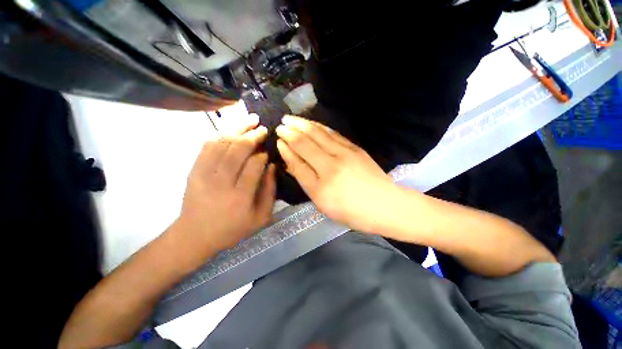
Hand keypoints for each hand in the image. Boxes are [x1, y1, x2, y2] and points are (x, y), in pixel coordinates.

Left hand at [176, 112, 275, 255]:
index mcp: (240, 196)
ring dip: (238, 128)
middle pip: (237, 149)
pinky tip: (231, 128)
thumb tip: (272, 167)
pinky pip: (208, 145)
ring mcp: (204, 174)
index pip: (254, 165)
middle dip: (252, 135)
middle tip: (263, 128)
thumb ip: (270, 191)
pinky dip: (221, 133)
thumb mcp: (261, 217)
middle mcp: (221, 182)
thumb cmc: (233, 229)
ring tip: (250, 119)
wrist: (195, 235)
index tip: (268, 151)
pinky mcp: (194, 170)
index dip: (263, 154)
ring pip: (222, 143)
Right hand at [276, 115, 398, 232]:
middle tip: (280, 123)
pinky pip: (333, 134)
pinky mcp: (355, 148)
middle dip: (291, 131)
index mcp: (321, 185)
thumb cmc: (352, 211)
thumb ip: (307, 182)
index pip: (298, 161)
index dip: (287, 149)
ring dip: (303, 124)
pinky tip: (313, 123)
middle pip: (307, 143)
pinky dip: (320, 127)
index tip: (278, 140)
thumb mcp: (324, 204)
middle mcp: (331, 165)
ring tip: (292, 118)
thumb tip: (292, 163)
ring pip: (319, 134)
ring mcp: (345, 153)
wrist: (386, 205)